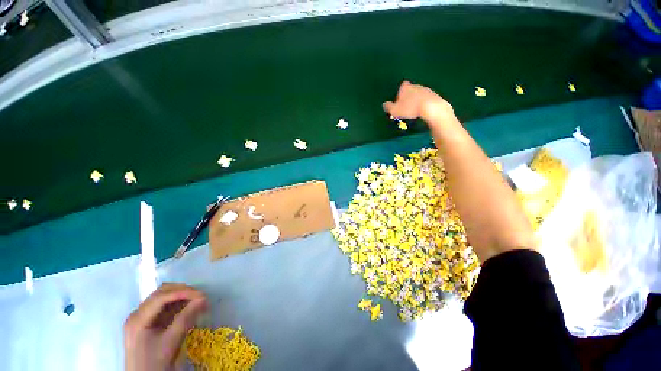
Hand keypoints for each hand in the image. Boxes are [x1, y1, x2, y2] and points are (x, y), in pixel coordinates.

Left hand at [124, 283, 207, 370]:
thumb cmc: (155, 363)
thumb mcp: (171, 342)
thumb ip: (186, 318)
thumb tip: (203, 299)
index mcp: (138, 319)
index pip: (161, 297)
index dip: (182, 292)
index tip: (202, 295)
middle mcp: (137, 314)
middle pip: (161, 293)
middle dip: (183, 292)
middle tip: (201, 296)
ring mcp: (141, 318)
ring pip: (163, 297)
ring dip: (181, 296)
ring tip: (197, 301)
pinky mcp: (147, 322)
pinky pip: (163, 307)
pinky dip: (177, 304)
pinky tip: (189, 308)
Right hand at [382, 81, 454, 128]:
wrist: (430, 107)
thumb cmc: (409, 108)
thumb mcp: (394, 110)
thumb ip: (388, 107)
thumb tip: (384, 105)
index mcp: (405, 87)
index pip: (401, 86)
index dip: (400, 93)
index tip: (399, 102)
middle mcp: (415, 85)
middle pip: (410, 90)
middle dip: (408, 97)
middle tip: (405, 108)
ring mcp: (425, 89)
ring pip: (418, 94)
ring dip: (416, 101)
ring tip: (414, 111)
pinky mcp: (433, 95)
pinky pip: (426, 99)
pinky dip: (424, 103)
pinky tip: (422, 111)